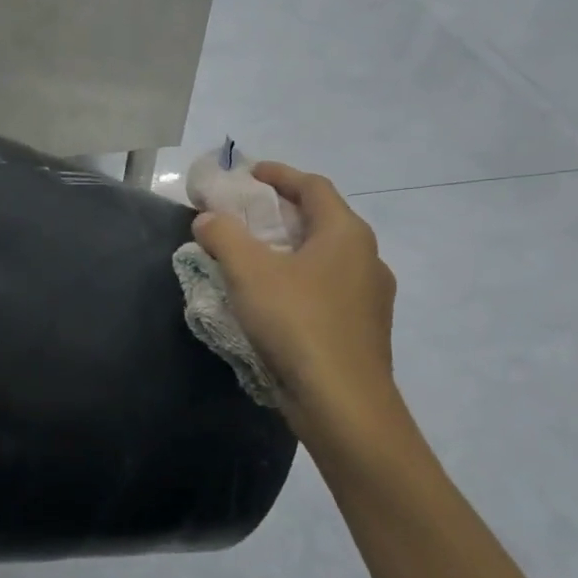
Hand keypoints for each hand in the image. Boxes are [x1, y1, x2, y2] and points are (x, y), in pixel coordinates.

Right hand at [193, 163, 403, 456]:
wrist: (343, 404)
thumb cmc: (297, 324)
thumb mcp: (248, 272)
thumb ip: (223, 235)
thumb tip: (208, 219)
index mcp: (345, 234)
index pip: (313, 187)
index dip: (280, 174)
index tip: (250, 174)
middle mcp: (366, 259)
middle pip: (321, 220)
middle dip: (281, 213)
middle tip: (243, 216)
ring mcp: (369, 297)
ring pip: (325, 258)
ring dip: (289, 250)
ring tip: (252, 259)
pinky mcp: (362, 330)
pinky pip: (326, 290)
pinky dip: (298, 281)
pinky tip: (272, 301)